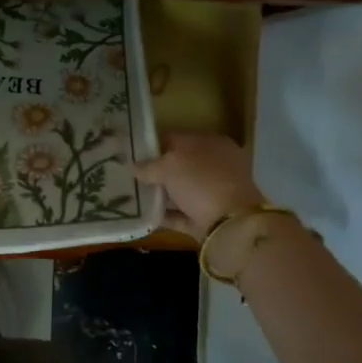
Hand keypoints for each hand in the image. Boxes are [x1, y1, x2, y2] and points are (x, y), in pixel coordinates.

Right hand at [133, 132, 266, 238]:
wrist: (231, 224)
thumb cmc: (201, 181)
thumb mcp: (168, 166)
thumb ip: (148, 166)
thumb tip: (133, 167)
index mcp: (211, 143)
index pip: (176, 139)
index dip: (152, 145)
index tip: (131, 153)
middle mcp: (215, 165)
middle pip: (179, 165)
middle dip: (156, 171)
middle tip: (130, 175)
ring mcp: (214, 192)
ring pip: (180, 190)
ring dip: (159, 194)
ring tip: (132, 196)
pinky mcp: (209, 218)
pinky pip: (182, 214)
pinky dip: (165, 215)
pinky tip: (144, 216)